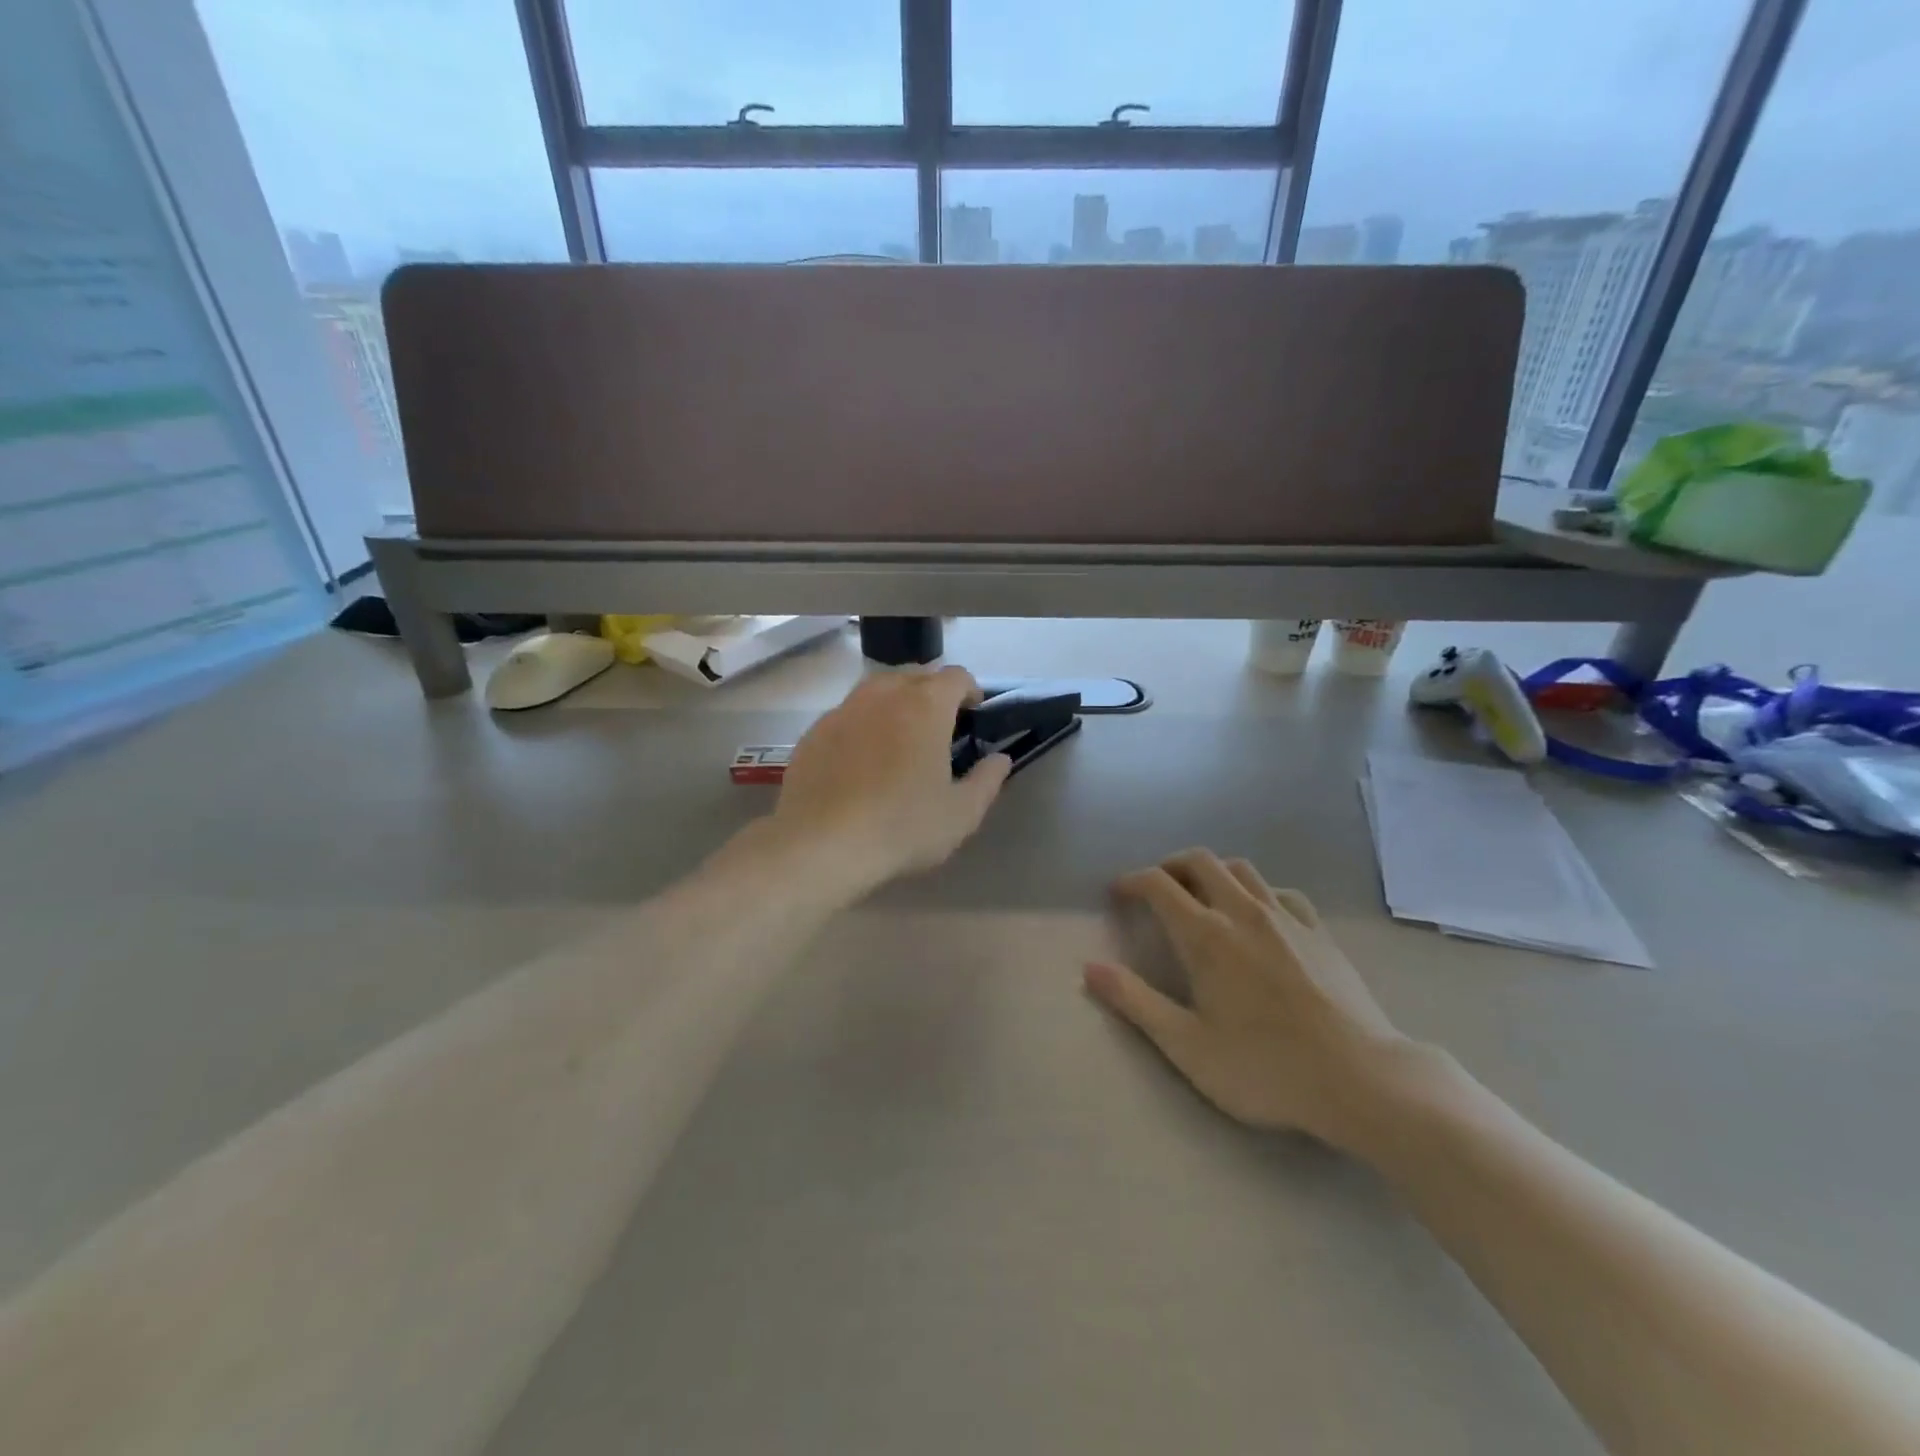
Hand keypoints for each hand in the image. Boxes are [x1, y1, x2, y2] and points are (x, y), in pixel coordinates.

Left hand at [768, 667, 1011, 896]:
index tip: (973, 714)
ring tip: (900, 738)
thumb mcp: (961, 814)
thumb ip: (987, 780)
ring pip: (877, 690)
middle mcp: (883, 694)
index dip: (970, 691)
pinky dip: (863, 724)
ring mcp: (844, 709)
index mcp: (926, 705)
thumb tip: (1000, 759)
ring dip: (896, 703)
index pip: (956, 676)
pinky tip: (861, 760)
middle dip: (932, 692)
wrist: (820, 845)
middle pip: (915, 675)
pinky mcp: (814, 731)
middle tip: (939, 727)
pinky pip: (848, 714)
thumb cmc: (902, 827)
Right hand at [1085, 849, 1424, 1150]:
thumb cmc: (1265, 1068)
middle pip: (1200, 861)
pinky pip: (1281, 892)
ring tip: (1202, 895)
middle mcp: (1243, 912)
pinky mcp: (1320, 932)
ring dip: (1212, 871)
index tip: (1119, 893)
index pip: (1159, 885)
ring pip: (1241, 868)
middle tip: (1157, 888)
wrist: (1362, 1080)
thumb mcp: (1187, 1046)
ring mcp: (1287, 918)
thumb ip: (1136, 1002)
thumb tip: (1090, 968)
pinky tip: (1259, 914)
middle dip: (1170, 866)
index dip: (1132, 881)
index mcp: (1205, 936)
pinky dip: (1257, 891)